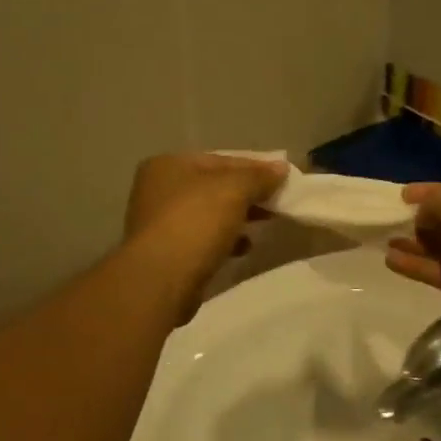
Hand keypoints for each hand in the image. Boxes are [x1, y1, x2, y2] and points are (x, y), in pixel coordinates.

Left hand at [123, 153, 287, 303]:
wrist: (161, 279)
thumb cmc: (195, 222)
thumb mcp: (234, 190)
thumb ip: (259, 177)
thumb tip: (280, 169)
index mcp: (168, 165)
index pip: (220, 160)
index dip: (254, 167)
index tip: (282, 179)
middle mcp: (158, 190)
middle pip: (213, 187)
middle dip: (247, 195)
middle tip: (277, 203)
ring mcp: (160, 223)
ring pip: (209, 214)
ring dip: (238, 218)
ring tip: (265, 224)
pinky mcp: (167, 254)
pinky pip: (203, 240)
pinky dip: (225, 241)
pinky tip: (244, 248)